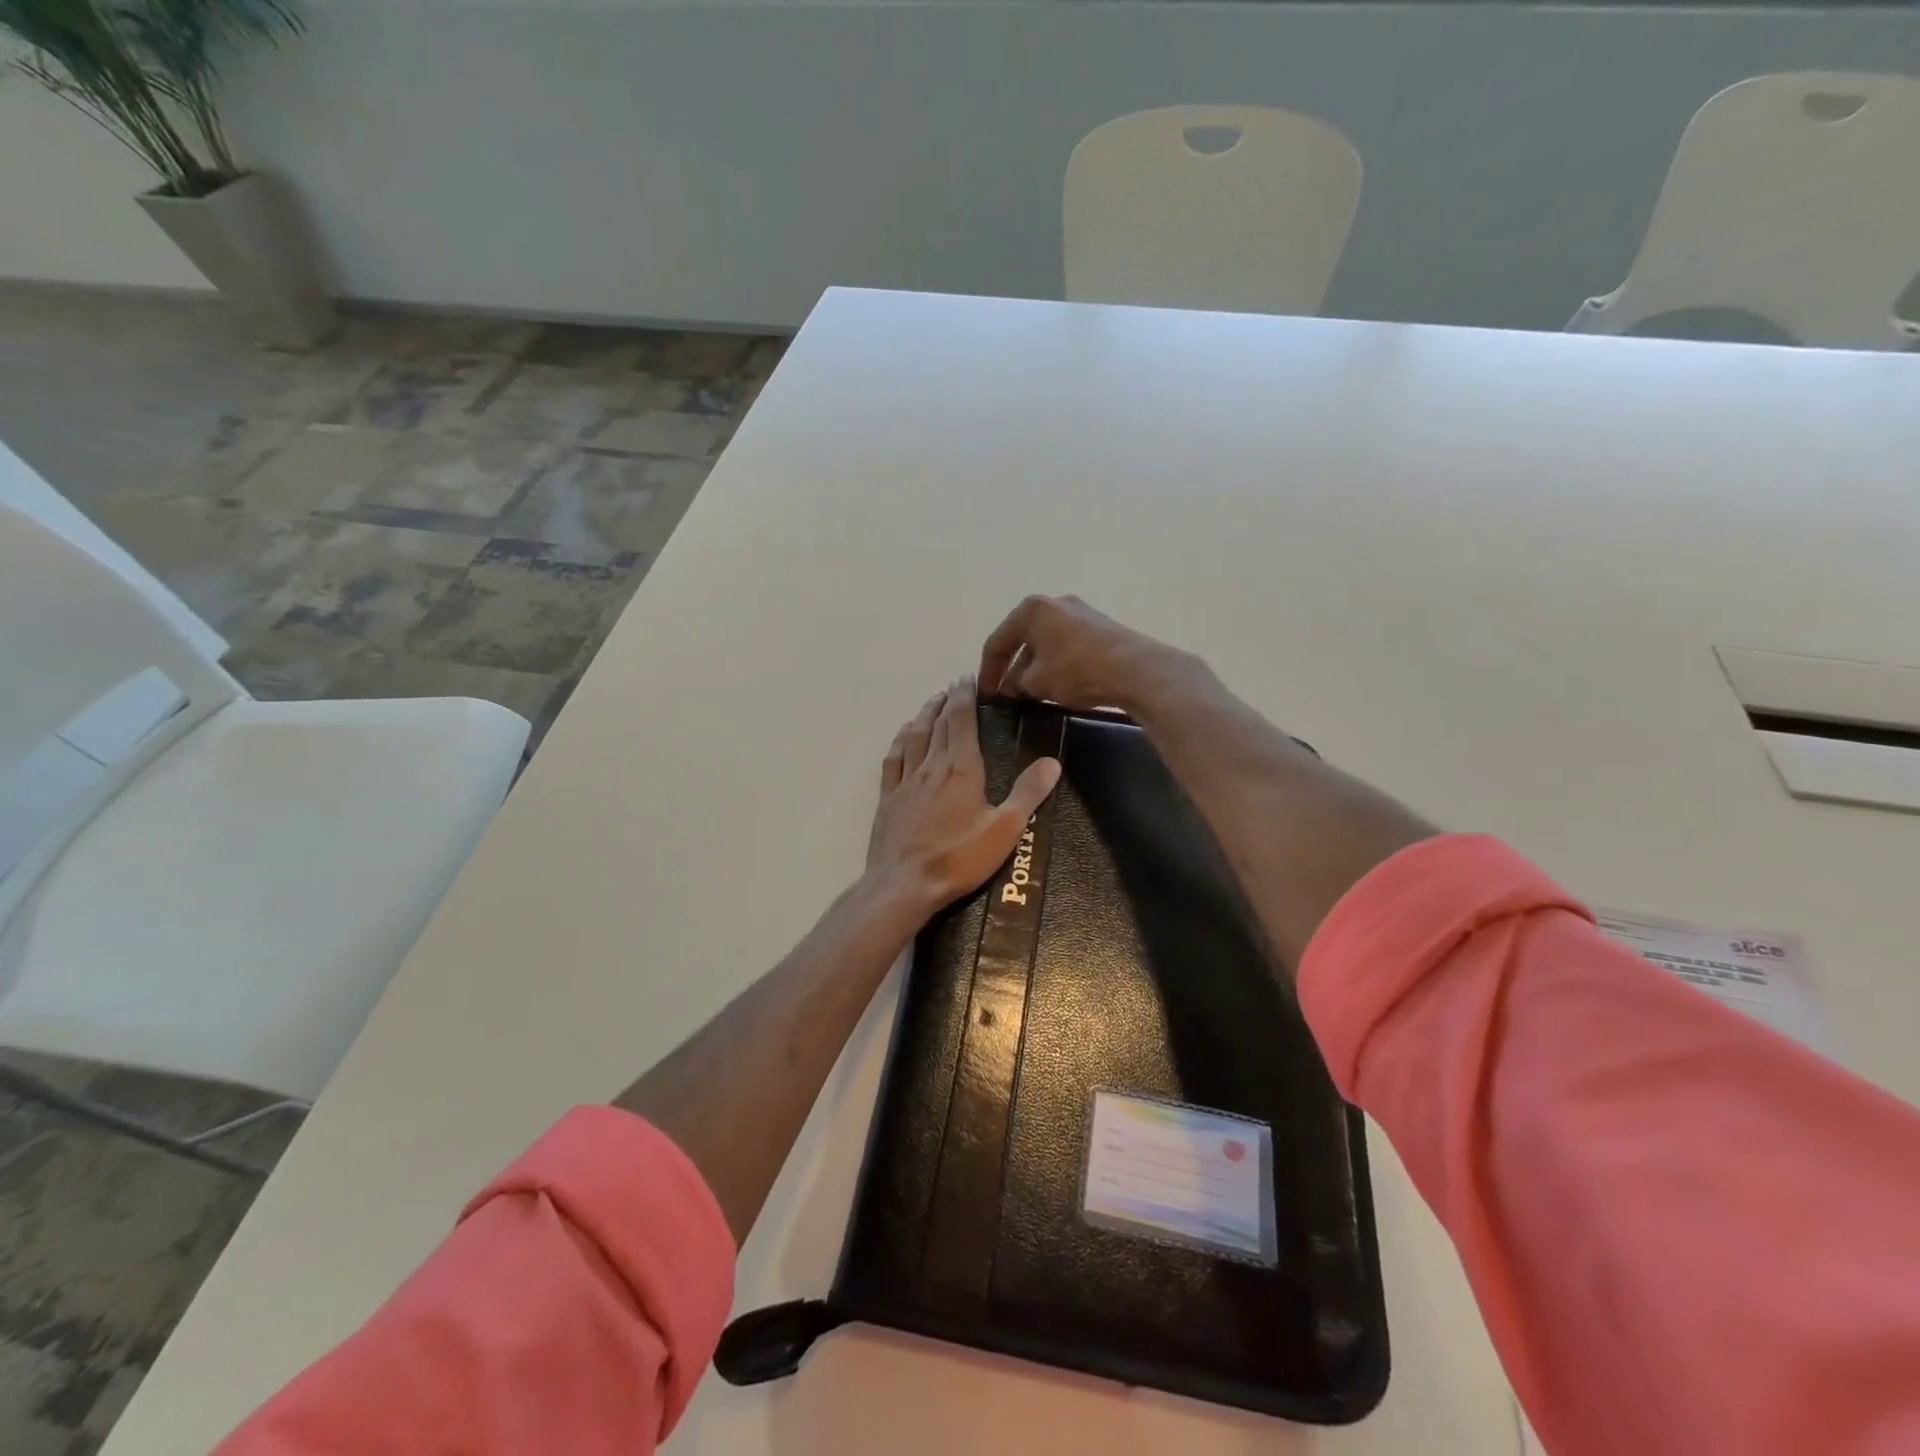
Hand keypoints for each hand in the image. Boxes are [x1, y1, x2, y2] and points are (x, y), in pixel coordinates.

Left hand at [867, 676, 1061, 916]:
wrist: (903, 885)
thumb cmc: (958, 858)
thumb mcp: (1005, 829)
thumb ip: (1028, 793)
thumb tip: (1052, 761)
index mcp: (961, 767)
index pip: (961, 720)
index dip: (965, 696)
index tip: (968, 679)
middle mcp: (931, 765)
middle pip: (937, 723)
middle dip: (947, 701)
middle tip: (954, 687)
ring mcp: (905, 781)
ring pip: (914, 736)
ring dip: (924, 715)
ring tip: (932, 703)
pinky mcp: (888, 798)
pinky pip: (893, 759)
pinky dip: (900, 741)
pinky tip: (903, 737)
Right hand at [978, 595, 1194, 711]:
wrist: (1135, 669)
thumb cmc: (1076, 670)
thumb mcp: (1037, 682)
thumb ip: (1016, 683)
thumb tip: (1011, 686)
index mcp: (1031, 609)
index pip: (997, 642)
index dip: (987, 671)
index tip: (985, 695)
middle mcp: (1054, 603)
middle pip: (1023, 638)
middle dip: (1012, 667)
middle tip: (1006, 693)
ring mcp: (1081, 612)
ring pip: (1046, 642)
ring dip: (1035, 666)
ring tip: (1031, 692)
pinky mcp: (1101, 626)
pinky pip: (1067, 645)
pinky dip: (1056, 663)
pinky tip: (1058, 684)